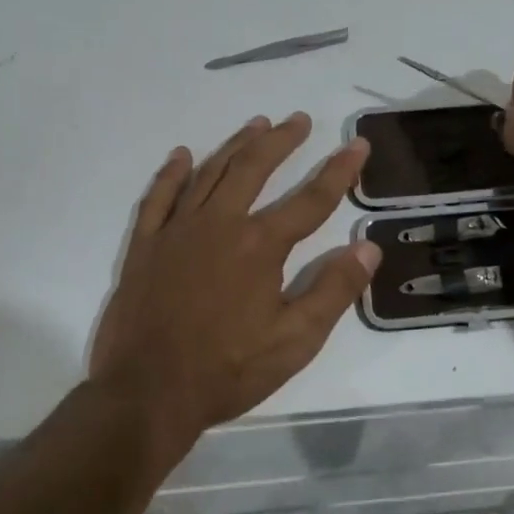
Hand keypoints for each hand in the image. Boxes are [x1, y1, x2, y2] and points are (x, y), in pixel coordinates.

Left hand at [90, 112, 381, 441]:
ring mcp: (176, 231)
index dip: (339, 171)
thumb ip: (334, 290)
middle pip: (254, 168)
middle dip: (281, 141)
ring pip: (210, 173)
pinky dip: (172, 173)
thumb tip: (369, 247)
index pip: (311, 199)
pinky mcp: (145, 246)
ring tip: (257, 124)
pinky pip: (158, 198)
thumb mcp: (296, 341)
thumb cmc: (228, 370)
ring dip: (236, 145)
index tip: (357, 144)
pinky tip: (182, 155)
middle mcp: (219, 224)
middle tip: (300, 119)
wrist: (146, 394)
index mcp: (260, 245)